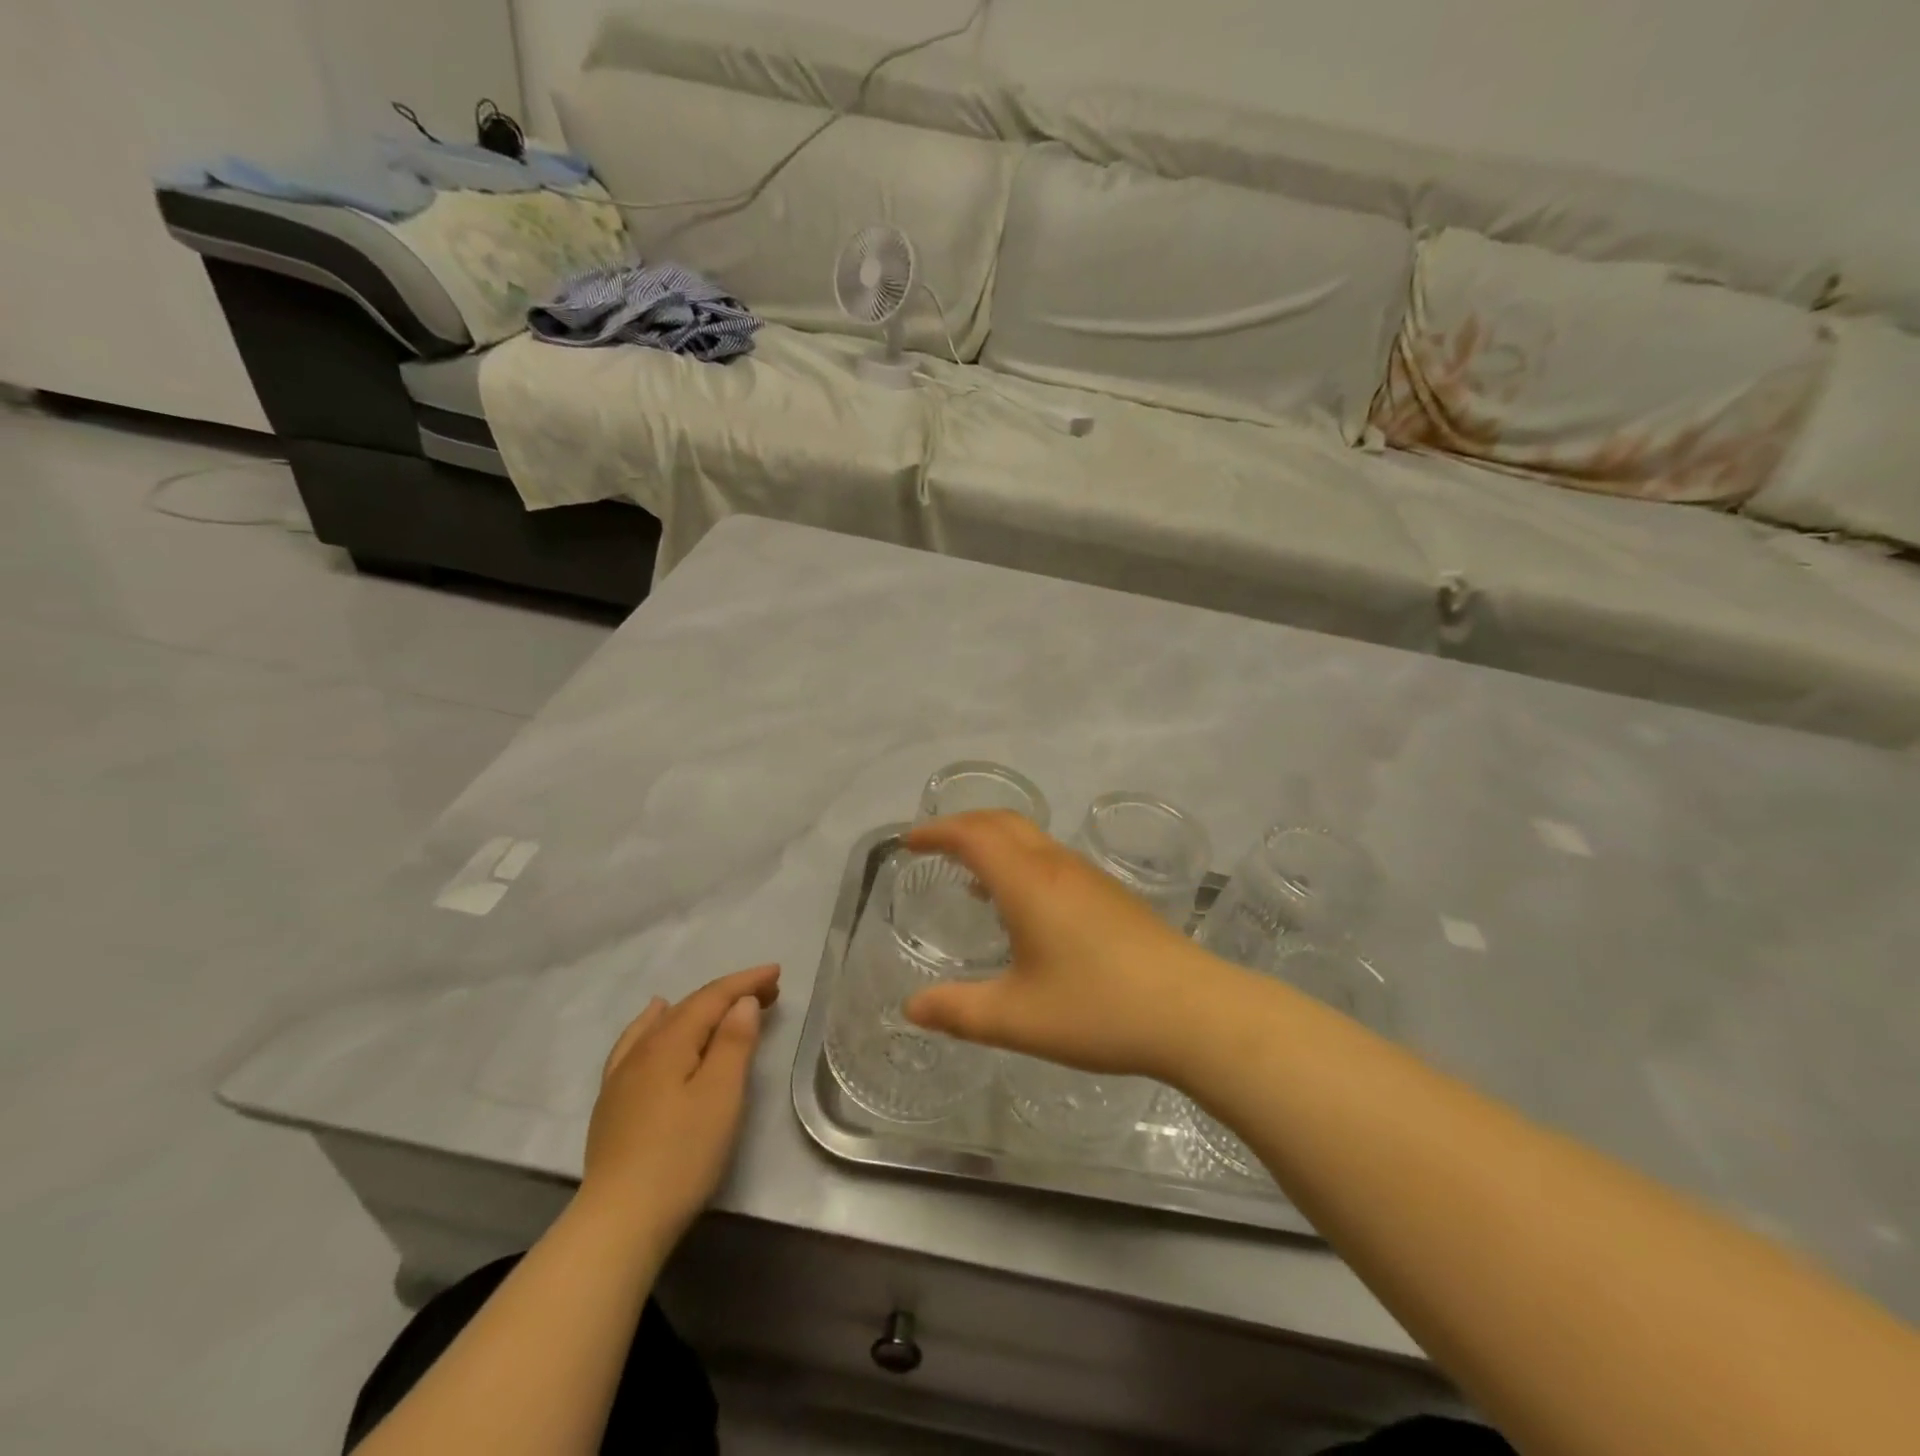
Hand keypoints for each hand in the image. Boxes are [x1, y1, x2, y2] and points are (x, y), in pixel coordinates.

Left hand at [581, 964, 780, 1243]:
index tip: (778, 973)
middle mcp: (642, 1049)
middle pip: (690, 1007)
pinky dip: (655, 1023)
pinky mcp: (613, 1101)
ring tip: (721, 1000)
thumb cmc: (682, 1155)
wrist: (619, 1222)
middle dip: (729, 994)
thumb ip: (733, 1043)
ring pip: (664, 1023)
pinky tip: (654, 1020)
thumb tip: (741, 1002)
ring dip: (699, 1009)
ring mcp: (621, 1076)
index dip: (746, 982)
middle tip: (768, 992)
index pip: (712, 997)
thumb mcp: (721, 1095)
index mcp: (669, 1042)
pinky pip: (637, 1042)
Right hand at [901, 812, 1233, 1080]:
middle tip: (933, 846)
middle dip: (963, 825)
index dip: (937, 831)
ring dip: (995, 842)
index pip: (973, 834)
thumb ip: (959, 1012)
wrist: (1194, 1012)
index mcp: (1028, 883)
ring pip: (1032, 839)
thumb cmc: (1099, 1009)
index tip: (909, 842)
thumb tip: (912, 1009)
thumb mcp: (1017, 1019)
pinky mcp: (1112, 895)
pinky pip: (1052, 860)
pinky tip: (1023, 906)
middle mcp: (1057, 867)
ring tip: (970, 875)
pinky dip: (1022, 862)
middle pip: (1003, 823)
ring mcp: (1090, 877)